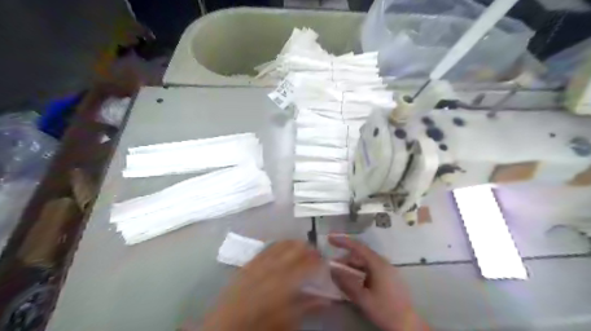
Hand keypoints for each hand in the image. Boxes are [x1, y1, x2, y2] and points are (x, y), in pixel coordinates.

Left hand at [198, 241, 327, 330]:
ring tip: (301, 246)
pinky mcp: (250, 263)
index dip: (318, 260)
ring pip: (281, 245)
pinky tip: (281, 246)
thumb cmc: (261, 325)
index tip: (325, 262)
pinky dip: (278, 244)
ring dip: (294, 243)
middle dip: (308, 248)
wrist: (226, 325)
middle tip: (316, 253)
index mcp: (286, 281)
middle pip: (296, 249)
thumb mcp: (288, 320)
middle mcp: (274, 266)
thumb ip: (308, 306)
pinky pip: (266, 248)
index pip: (308, 264)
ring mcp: (261, 262)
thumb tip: (327, 300)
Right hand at [328, 234, 430, 329]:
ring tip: (339, 275)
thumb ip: (346, 282)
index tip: (330, 239)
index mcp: (378, 264)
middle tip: (331, 266)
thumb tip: (332, 269)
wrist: (407, 325)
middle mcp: (383, 263)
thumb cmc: (385, 310)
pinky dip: (358, 272)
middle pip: (360, 255)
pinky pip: (369, 269)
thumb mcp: (363, 298)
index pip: (358, 247)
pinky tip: (352, 281)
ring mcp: (386, 270)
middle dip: (345, 258)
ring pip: (364, 262)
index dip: (343, 241)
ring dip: (351, 266)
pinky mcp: (388, 277)